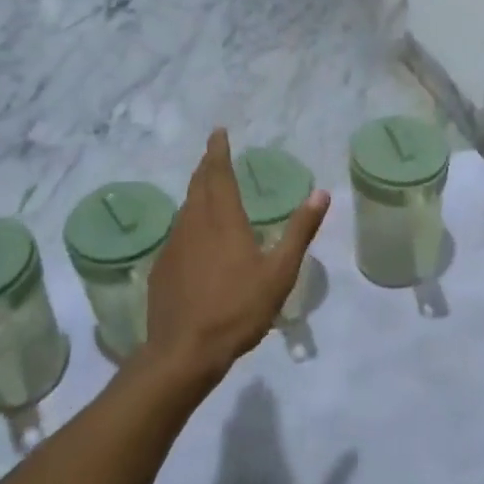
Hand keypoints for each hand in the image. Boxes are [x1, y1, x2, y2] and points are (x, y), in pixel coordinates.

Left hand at [142, 130, 330, 387]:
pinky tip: (196, 237)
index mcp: (222, 220)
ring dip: (197, 192)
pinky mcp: (162, 267)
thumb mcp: (279, 272)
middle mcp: (194, 224)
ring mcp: (173, 246)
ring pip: (185, 208)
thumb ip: (299, 231)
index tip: (218, 132)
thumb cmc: (237, 309)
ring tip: (208, 189)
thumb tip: (321, 194)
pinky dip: (189, 221)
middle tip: (213, 153)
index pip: (218, 174)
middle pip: (198, 185)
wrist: (184, 351)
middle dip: (206, 165)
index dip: (218, 151)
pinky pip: (178, 233)